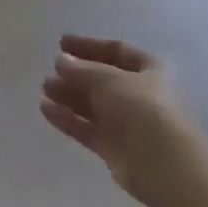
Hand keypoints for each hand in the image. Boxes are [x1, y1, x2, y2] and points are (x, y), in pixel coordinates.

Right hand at [41, 36, 200, 206]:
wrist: (162, 163)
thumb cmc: (140, 107)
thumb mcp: (107, 78)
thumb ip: (81, 69)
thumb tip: (61, 61)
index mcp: (151, 70)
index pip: (118, 51)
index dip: (90, 46)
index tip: (61, 43)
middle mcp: (141, 95)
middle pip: (104, 80)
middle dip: (76, 75)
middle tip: (50, 70)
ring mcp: (129, 123)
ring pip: (94, 105)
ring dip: (69, 95)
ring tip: (45, 88)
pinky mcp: (115, 148)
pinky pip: (88, 128)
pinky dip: (68, 119)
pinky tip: (45, 109)